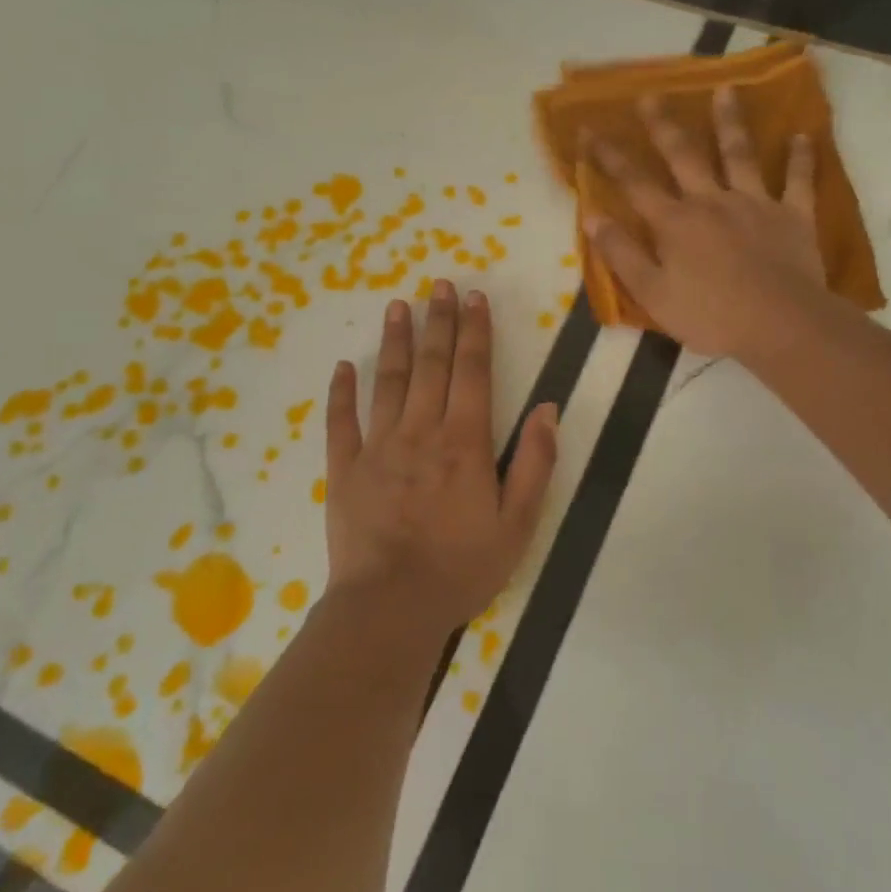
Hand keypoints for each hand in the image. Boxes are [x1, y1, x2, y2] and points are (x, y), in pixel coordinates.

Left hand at [324, 281, 558, 633]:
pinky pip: (341, 423)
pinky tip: (343, 367)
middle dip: (438, 321)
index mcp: (465, 442)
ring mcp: (378, 447)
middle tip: (439, 284)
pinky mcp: (345, 469)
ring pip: (389, 382)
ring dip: (395, 341)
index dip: (476, 331)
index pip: (474, 372)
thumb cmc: (462, 567)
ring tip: (397, 306)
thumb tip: (549, 409)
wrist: (391, 607)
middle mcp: (422, 432)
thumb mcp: (518, 523)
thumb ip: (536, 463)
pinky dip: (342, 392)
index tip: (475, 298)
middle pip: (432, 365)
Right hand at [587, 87, 824, 357]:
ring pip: (739, 154)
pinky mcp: (793, 216)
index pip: (634, 183)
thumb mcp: (652, 294)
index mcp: (675, 223)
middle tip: (650, 95)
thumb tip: (591, 217)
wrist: (779, 324)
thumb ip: (621, 254)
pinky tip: (802, 135)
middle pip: (684, 156)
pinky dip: (801, 158)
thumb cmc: (710, 316)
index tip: (589, 129)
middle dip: (664, 126)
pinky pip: (798, 181)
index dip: (610, 156)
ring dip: (730, 122)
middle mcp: (711, 201)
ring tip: (725, 90)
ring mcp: (755, 204)